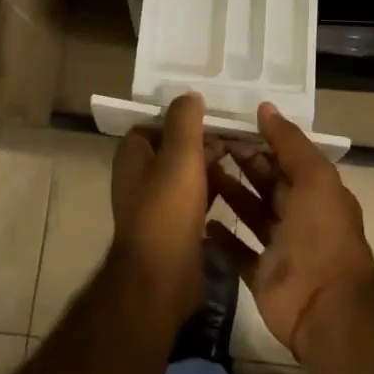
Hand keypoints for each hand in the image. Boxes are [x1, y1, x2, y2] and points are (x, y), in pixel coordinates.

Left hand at [109, 93, 220, 332]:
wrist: (162, 279)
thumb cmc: (167, 209)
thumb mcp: (180, 154)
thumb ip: (184, 120)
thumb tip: (189, 95)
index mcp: (132, 155)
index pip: (156, 123)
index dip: (182, 117)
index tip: (212, 114)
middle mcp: (138, 177)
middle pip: (173, 147)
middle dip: (201, 140)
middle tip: (235, 135)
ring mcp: (155, 204)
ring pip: (186, 173)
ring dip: (210, 165)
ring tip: (242, 157)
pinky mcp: (173, 227)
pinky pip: (194, 198)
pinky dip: (212, 190)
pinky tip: (236, 188)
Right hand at [208, 102, 373, 361]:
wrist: (326, 307)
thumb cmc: (322, 233)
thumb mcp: (314, 176)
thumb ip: (289, 142)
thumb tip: (264, 107)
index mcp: (315, 190)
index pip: (284, 157)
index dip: (259, 139)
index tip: (227, 123)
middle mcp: (298, 215)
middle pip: (265, 182)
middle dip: (240, 162)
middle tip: (203, 142)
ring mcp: (278, 247)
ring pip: (249, 212)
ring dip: (227, 192)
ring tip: (195, 172)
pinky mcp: (260, 275)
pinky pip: (237, 250)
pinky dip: (221, 236)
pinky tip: (199, 217)